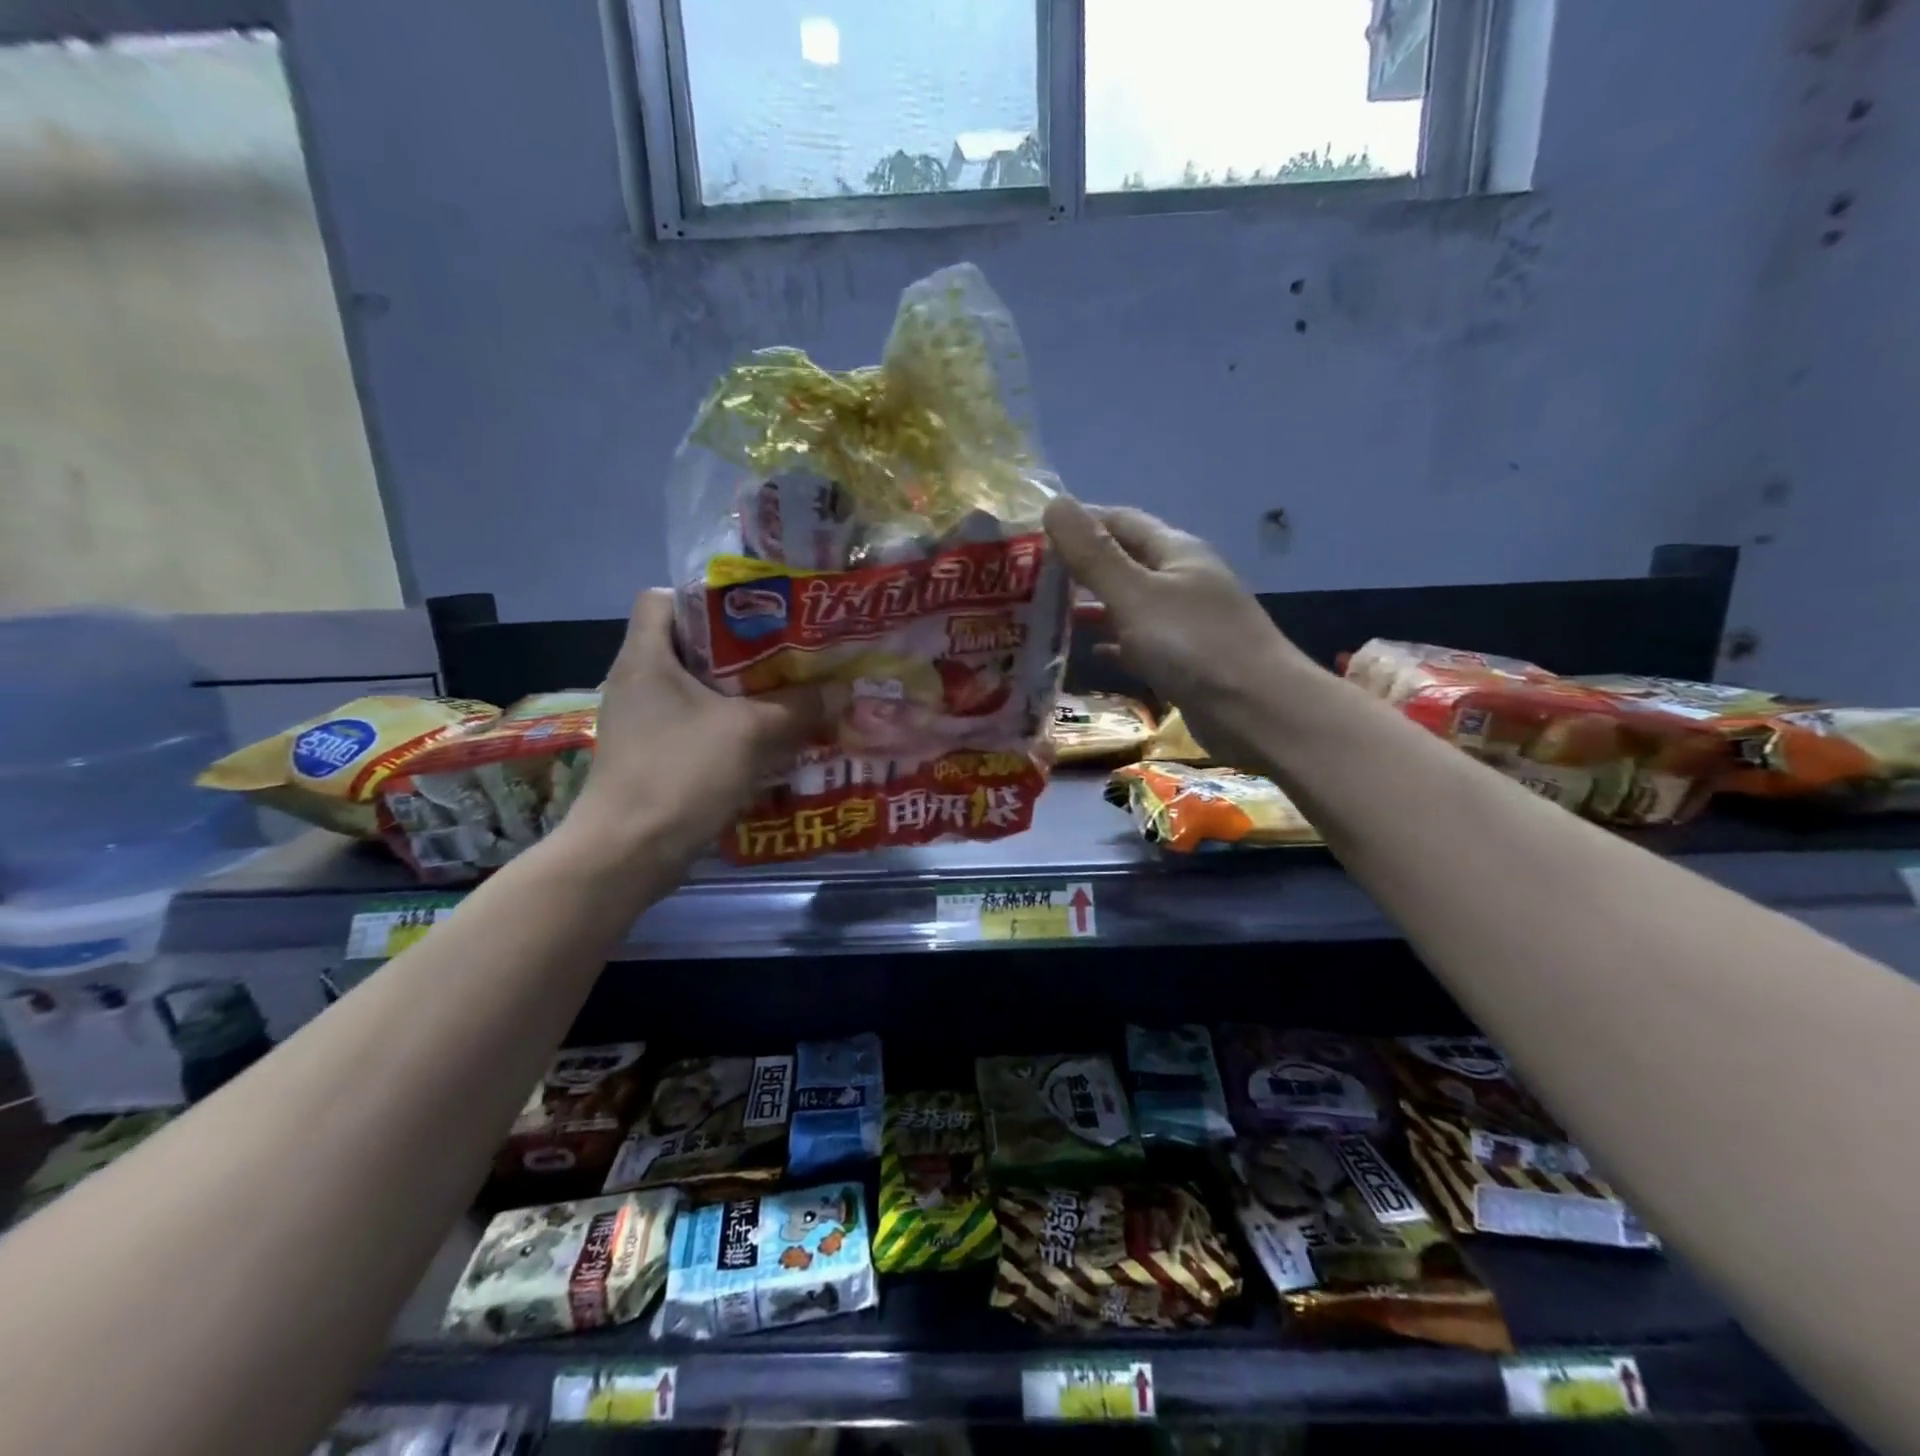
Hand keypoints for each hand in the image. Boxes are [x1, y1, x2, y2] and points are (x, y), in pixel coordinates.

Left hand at [561, 590, 826, 864]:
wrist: (628, 853)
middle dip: (741, 648)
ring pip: (697, 690)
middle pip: (689, 645)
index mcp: (645, 658)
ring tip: (789, 692)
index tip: (754, 611)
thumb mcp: (749, 733)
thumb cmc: (680, 773)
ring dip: (740, 692)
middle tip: (789, 652)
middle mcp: (637, 682)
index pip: (661, 599)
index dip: (704, 596)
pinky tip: (769, 738)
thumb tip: (843, 690)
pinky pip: (696, 725)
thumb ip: (798, 706)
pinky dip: (729, 726)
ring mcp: (642, 722)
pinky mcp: (652, 756)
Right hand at [1043, 497, 1309, 765]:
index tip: (1031, 535)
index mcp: (1175, 551)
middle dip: (1080, 566)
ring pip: (1130, 603)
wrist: (1257, 711)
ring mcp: (1186, 621)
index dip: (1078, 522)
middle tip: (1028, 580)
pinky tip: (1090, 652)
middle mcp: (1182, 579)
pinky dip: (1115, 642)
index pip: (1120, 520)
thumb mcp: (1135, 594)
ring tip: (1046, 614)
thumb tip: (1053, 503)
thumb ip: (1093, 554)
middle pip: (1124, 561)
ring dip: (1094, 606)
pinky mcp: (1185, 659)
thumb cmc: (1193, 645)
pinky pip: (1141, 641)